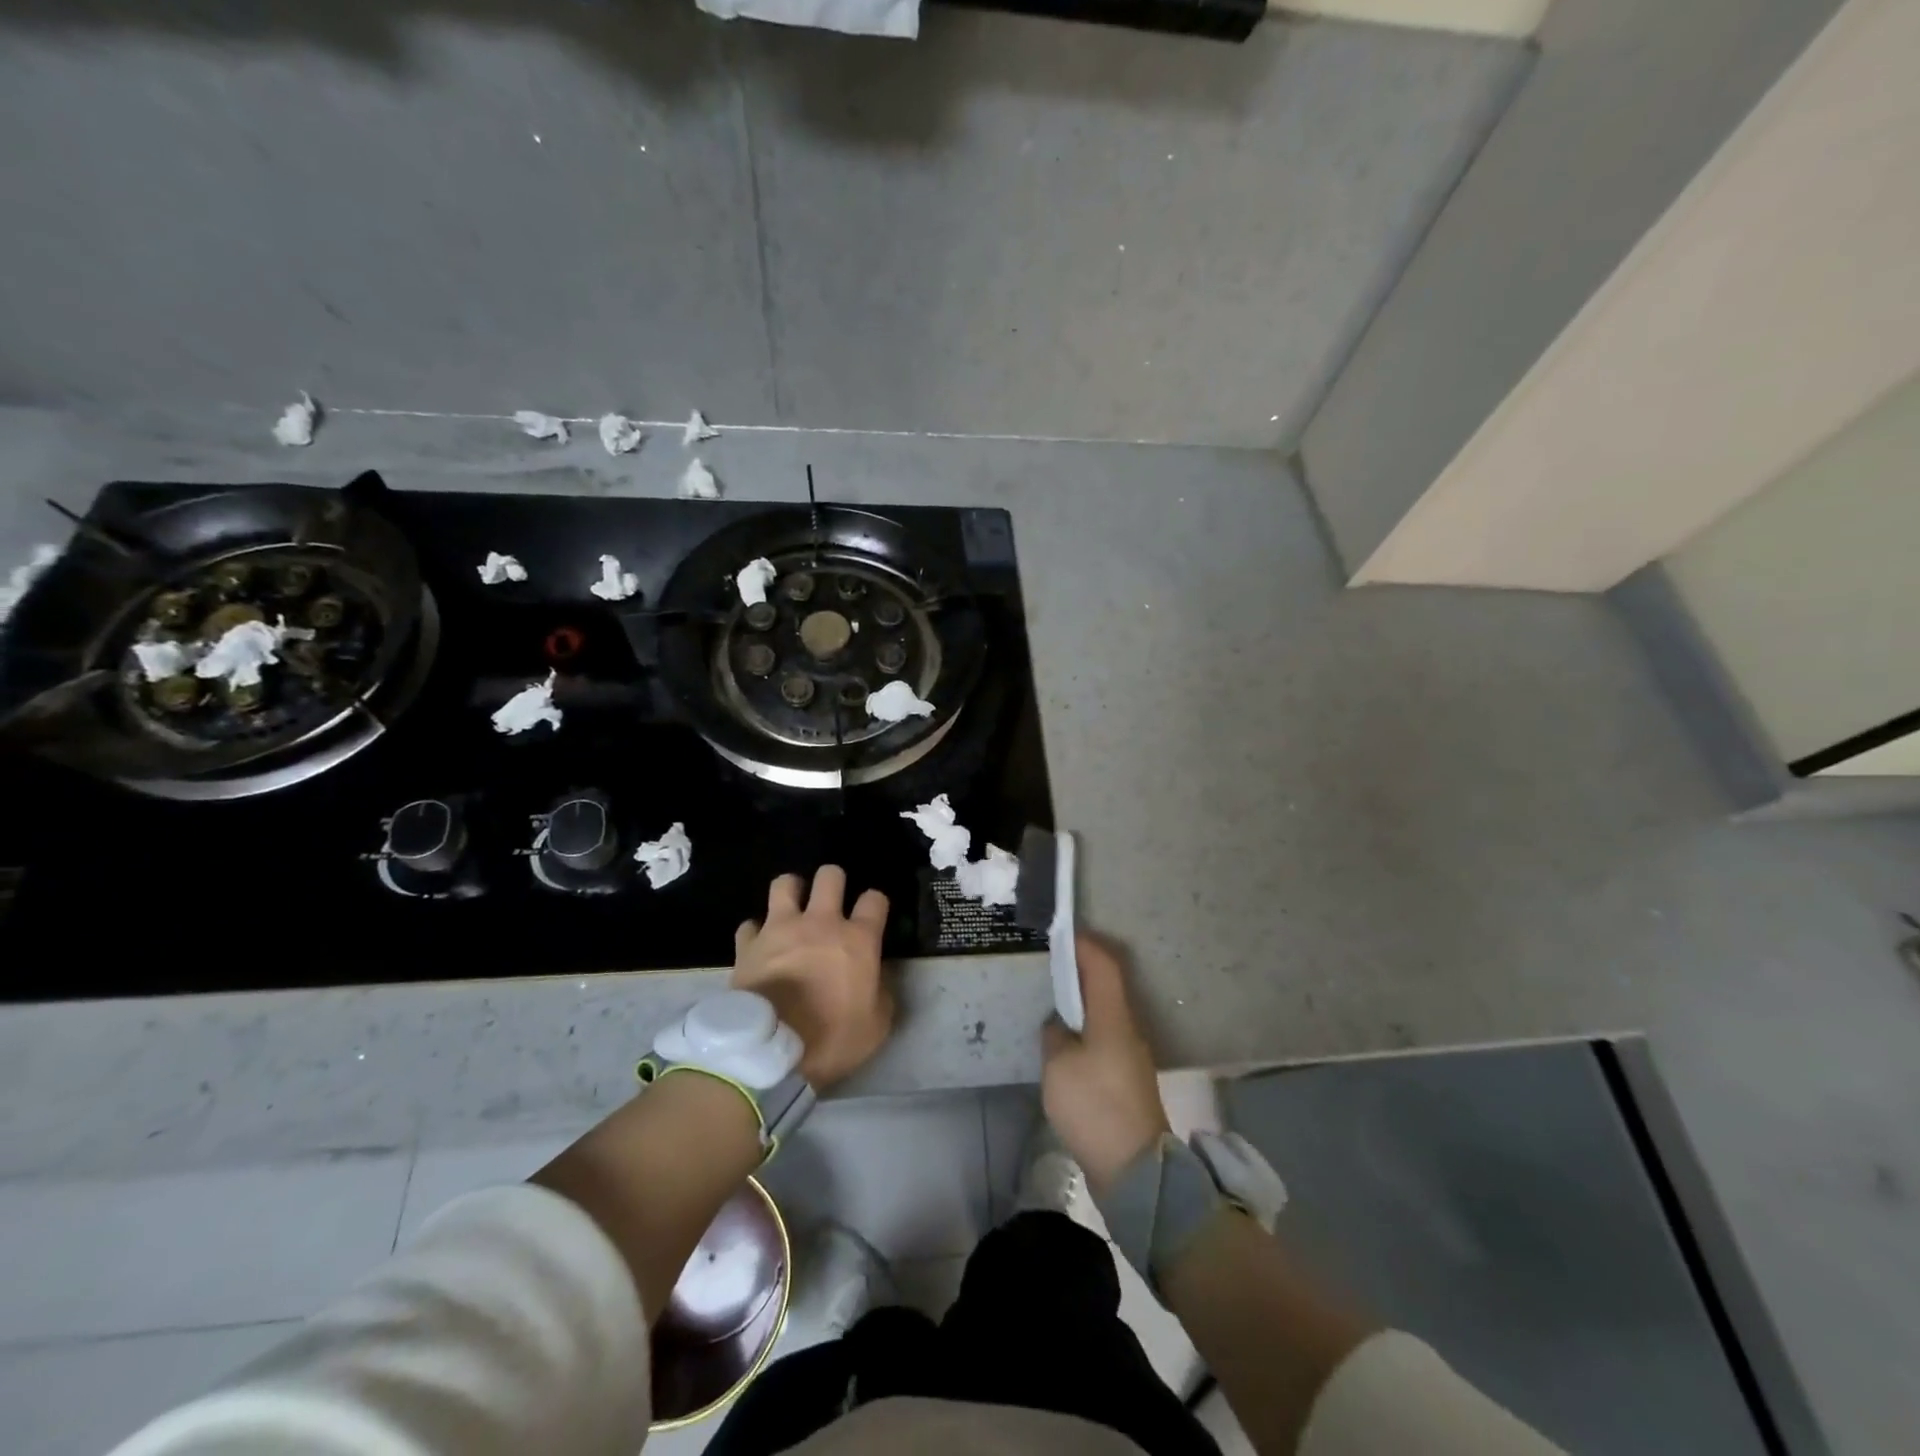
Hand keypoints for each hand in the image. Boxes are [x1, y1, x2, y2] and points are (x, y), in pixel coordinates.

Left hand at [732, 866, 892, 1089]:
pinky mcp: (748, 944)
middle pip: (830, 876)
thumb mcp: (876, 1026)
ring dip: (792, 891)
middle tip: (831, 902)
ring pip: (785, 883)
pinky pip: (750, 925)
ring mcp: (780, 929)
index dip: (875, 904)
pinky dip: (756, 932)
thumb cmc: (832, 1039)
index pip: (874, 899)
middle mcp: (820, 923)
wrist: (771, 1051)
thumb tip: (877, 978)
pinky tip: (759, 945)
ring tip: (793, 908)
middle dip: (833, 882)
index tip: (872, 917)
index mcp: (857, 939)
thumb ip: (881, 993)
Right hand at [1042, 934, 1169, 1192]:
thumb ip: (1054, 1035)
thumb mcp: (1059, 1066)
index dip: (1085, 944)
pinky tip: (1063, 1043)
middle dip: (1080, 970)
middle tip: (1049, 965)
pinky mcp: (1126, 1081)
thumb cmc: (1095, 1106)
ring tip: (1050, 1002)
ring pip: (1104, 1014)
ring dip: (1081, 1002)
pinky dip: (1084, 1030)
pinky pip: (1103, 1039)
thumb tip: (1060, 1025)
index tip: (1062, 933)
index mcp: (1113, 1017)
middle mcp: (1127, 1029)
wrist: (1135, 1170)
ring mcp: (1130, 1056)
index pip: (1104, 965)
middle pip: (1106, 987)